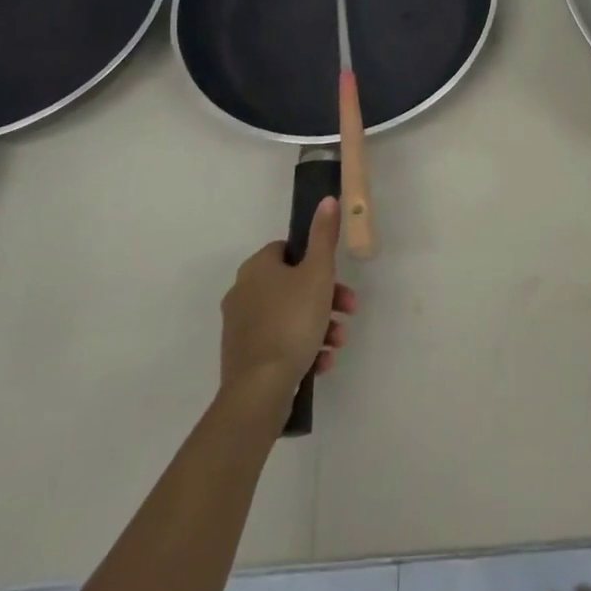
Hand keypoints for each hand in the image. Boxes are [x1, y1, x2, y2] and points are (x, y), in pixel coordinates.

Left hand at [220, 197, 356, 415]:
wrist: (259, 391)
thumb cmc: (292, 322)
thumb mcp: (317, 273)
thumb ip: (324, 236)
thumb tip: (327, 199)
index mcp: (257, 267)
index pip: (288, 249)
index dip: (317, 261)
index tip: (337, 278)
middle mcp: (243, 292)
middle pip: (293, 284)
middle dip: (326, 298)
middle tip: (349, 311)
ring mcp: (240, 327)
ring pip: (290, 315)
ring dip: (319, 325)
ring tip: (338, 344)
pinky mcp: (243, 357)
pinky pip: (279, 342)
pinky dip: (302, 348)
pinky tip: (321, 363)